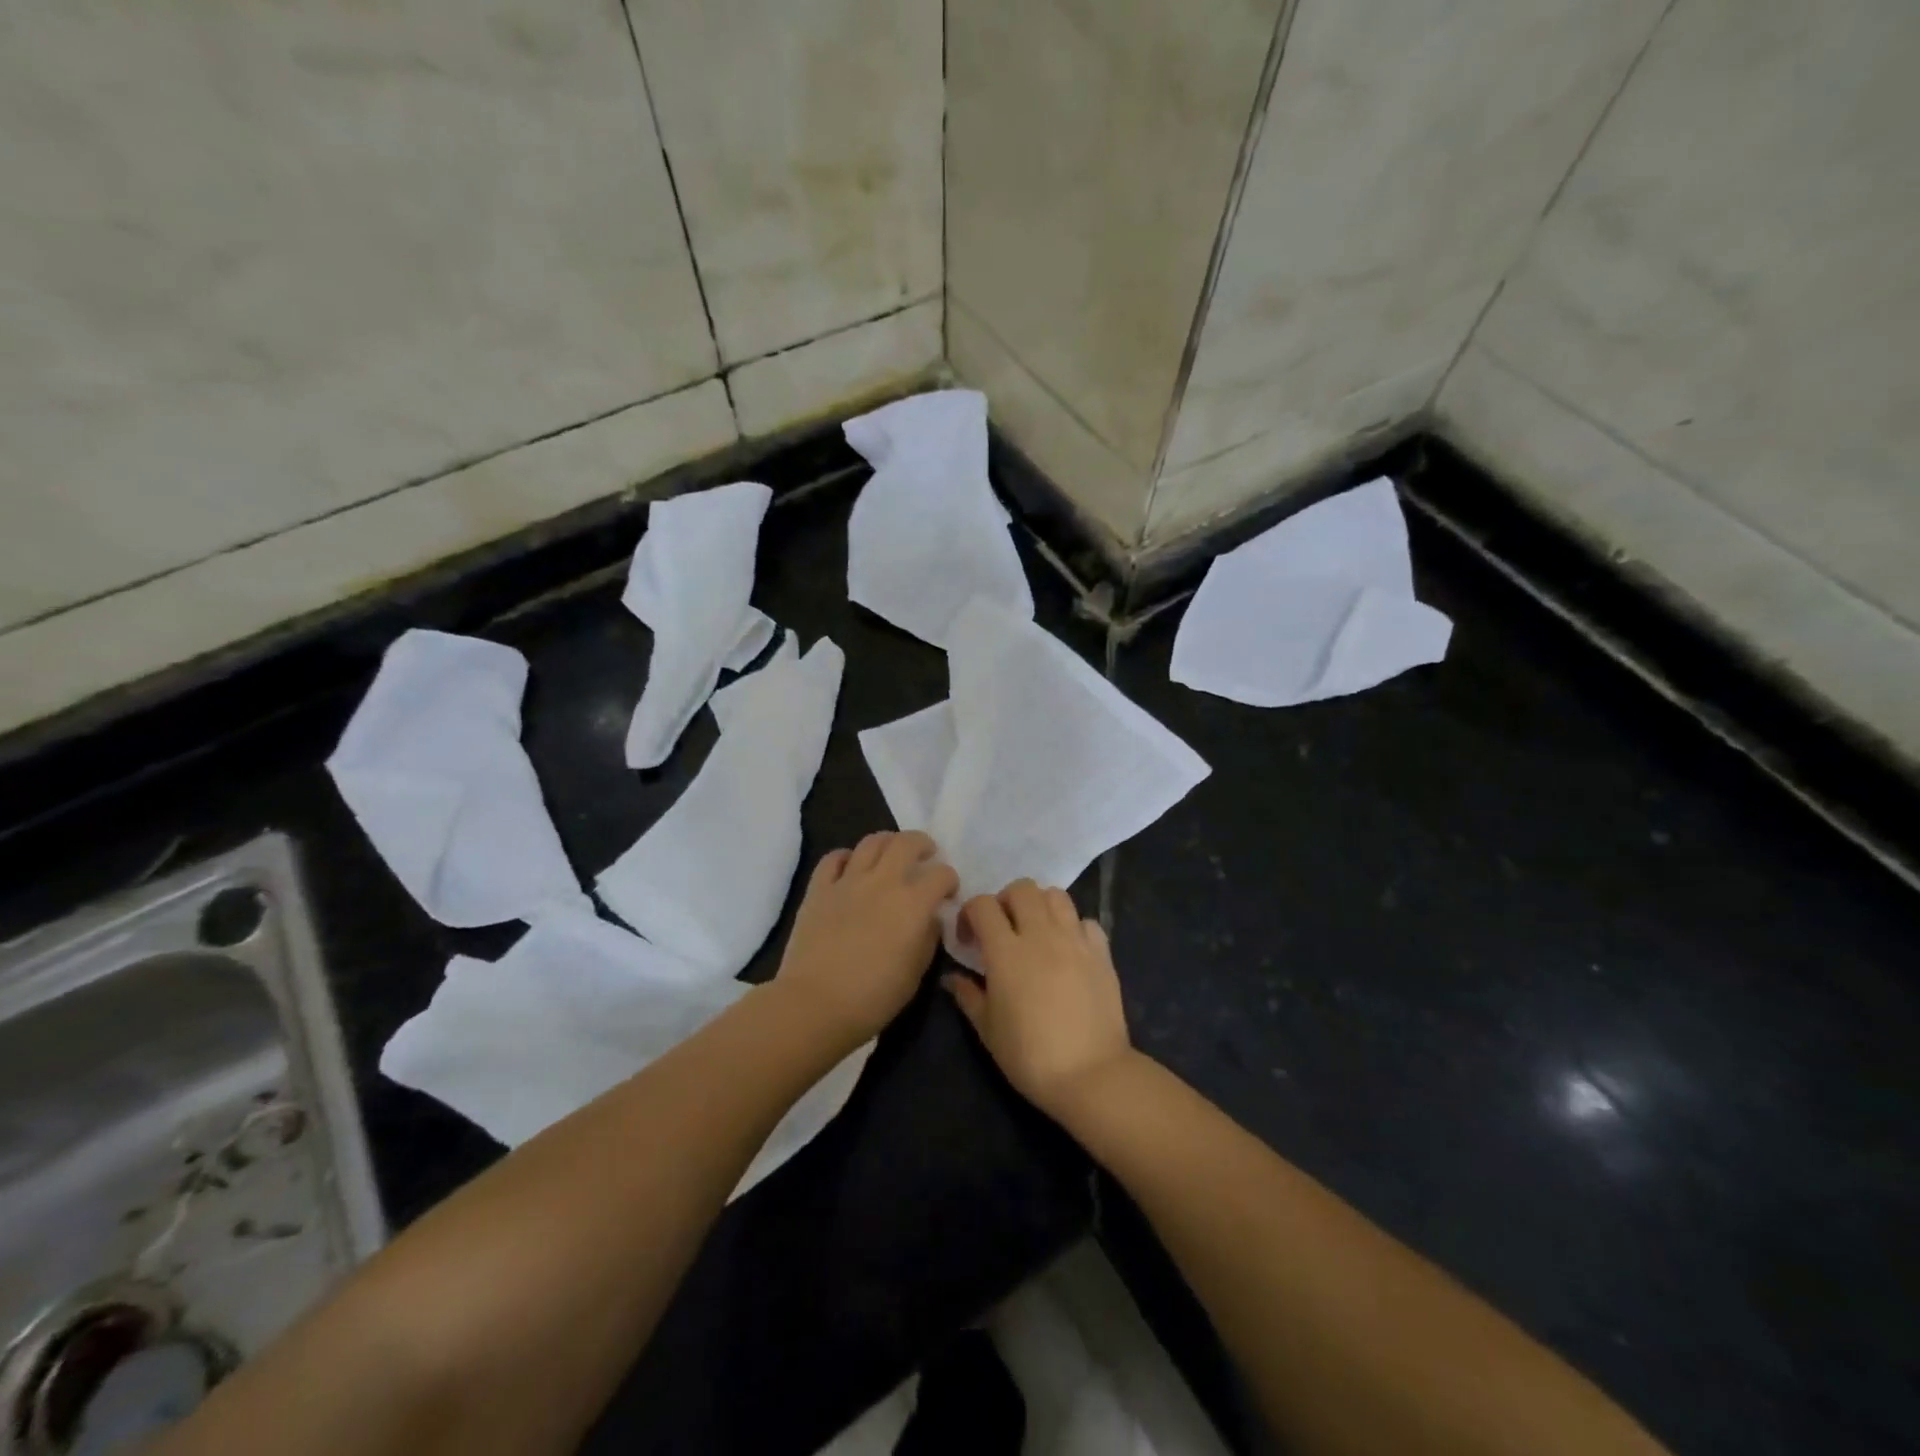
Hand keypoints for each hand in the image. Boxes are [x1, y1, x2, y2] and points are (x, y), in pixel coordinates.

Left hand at [775, 831, 958, 1045]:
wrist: (815, 1004)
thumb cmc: (874, 997)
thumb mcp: (916, 973)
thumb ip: (928, 938)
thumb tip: (929, 919)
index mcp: (913, 903)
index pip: (941, 874)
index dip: (950, 880)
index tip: (948, 893)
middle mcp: (883, 882)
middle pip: (907, 842)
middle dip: (922, 844)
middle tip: (925, 855)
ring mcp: (848, 881)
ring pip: (871, 842)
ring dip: (887, 842)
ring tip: (891, 854)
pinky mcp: (819, 889)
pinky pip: (833, 858)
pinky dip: (846, 857)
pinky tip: (851, 867)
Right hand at [944, 880, 1133, 1119]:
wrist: (1091, 1074)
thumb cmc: (1030, 1056)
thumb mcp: (988, 1030)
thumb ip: (968, 996)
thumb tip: (952, 977)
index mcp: (1006, 951)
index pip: (983, 905)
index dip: (970, 913)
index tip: (969, 938)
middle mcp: (1041, 935)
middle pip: (1022, 888)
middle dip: (1006, 900)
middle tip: (1003, 928)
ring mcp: (1075, 940)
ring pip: (1056, 895)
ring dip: (1040, 905)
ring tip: (1036, 931)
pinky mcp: (1101, 952)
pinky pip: (1086, 921)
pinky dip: (1073, 927)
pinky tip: (1068, 949)